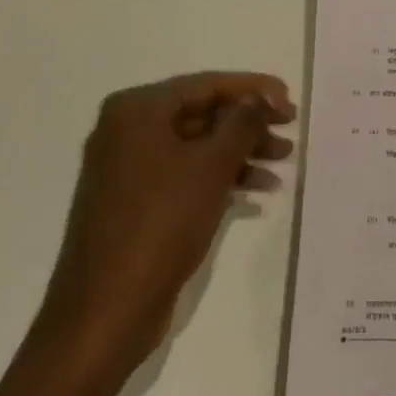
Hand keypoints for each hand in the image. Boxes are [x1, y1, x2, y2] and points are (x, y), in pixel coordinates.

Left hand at [41, 72, 296, 378]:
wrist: (105, 311)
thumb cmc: (160, 224)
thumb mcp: (211, 167)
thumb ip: (242, 123)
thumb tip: (259, 97)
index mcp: (136, 110)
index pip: (205, 84)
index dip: (252, 89)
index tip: (289, 101)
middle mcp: (127, 130)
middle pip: (201, 113)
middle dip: (248, 124)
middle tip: (290, 132)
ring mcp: (127, 168)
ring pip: (195, 146)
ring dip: (240, 152)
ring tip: (283, 163)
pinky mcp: (134, 202)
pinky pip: (184, 175)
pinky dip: (218, 178)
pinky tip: (257, 192)